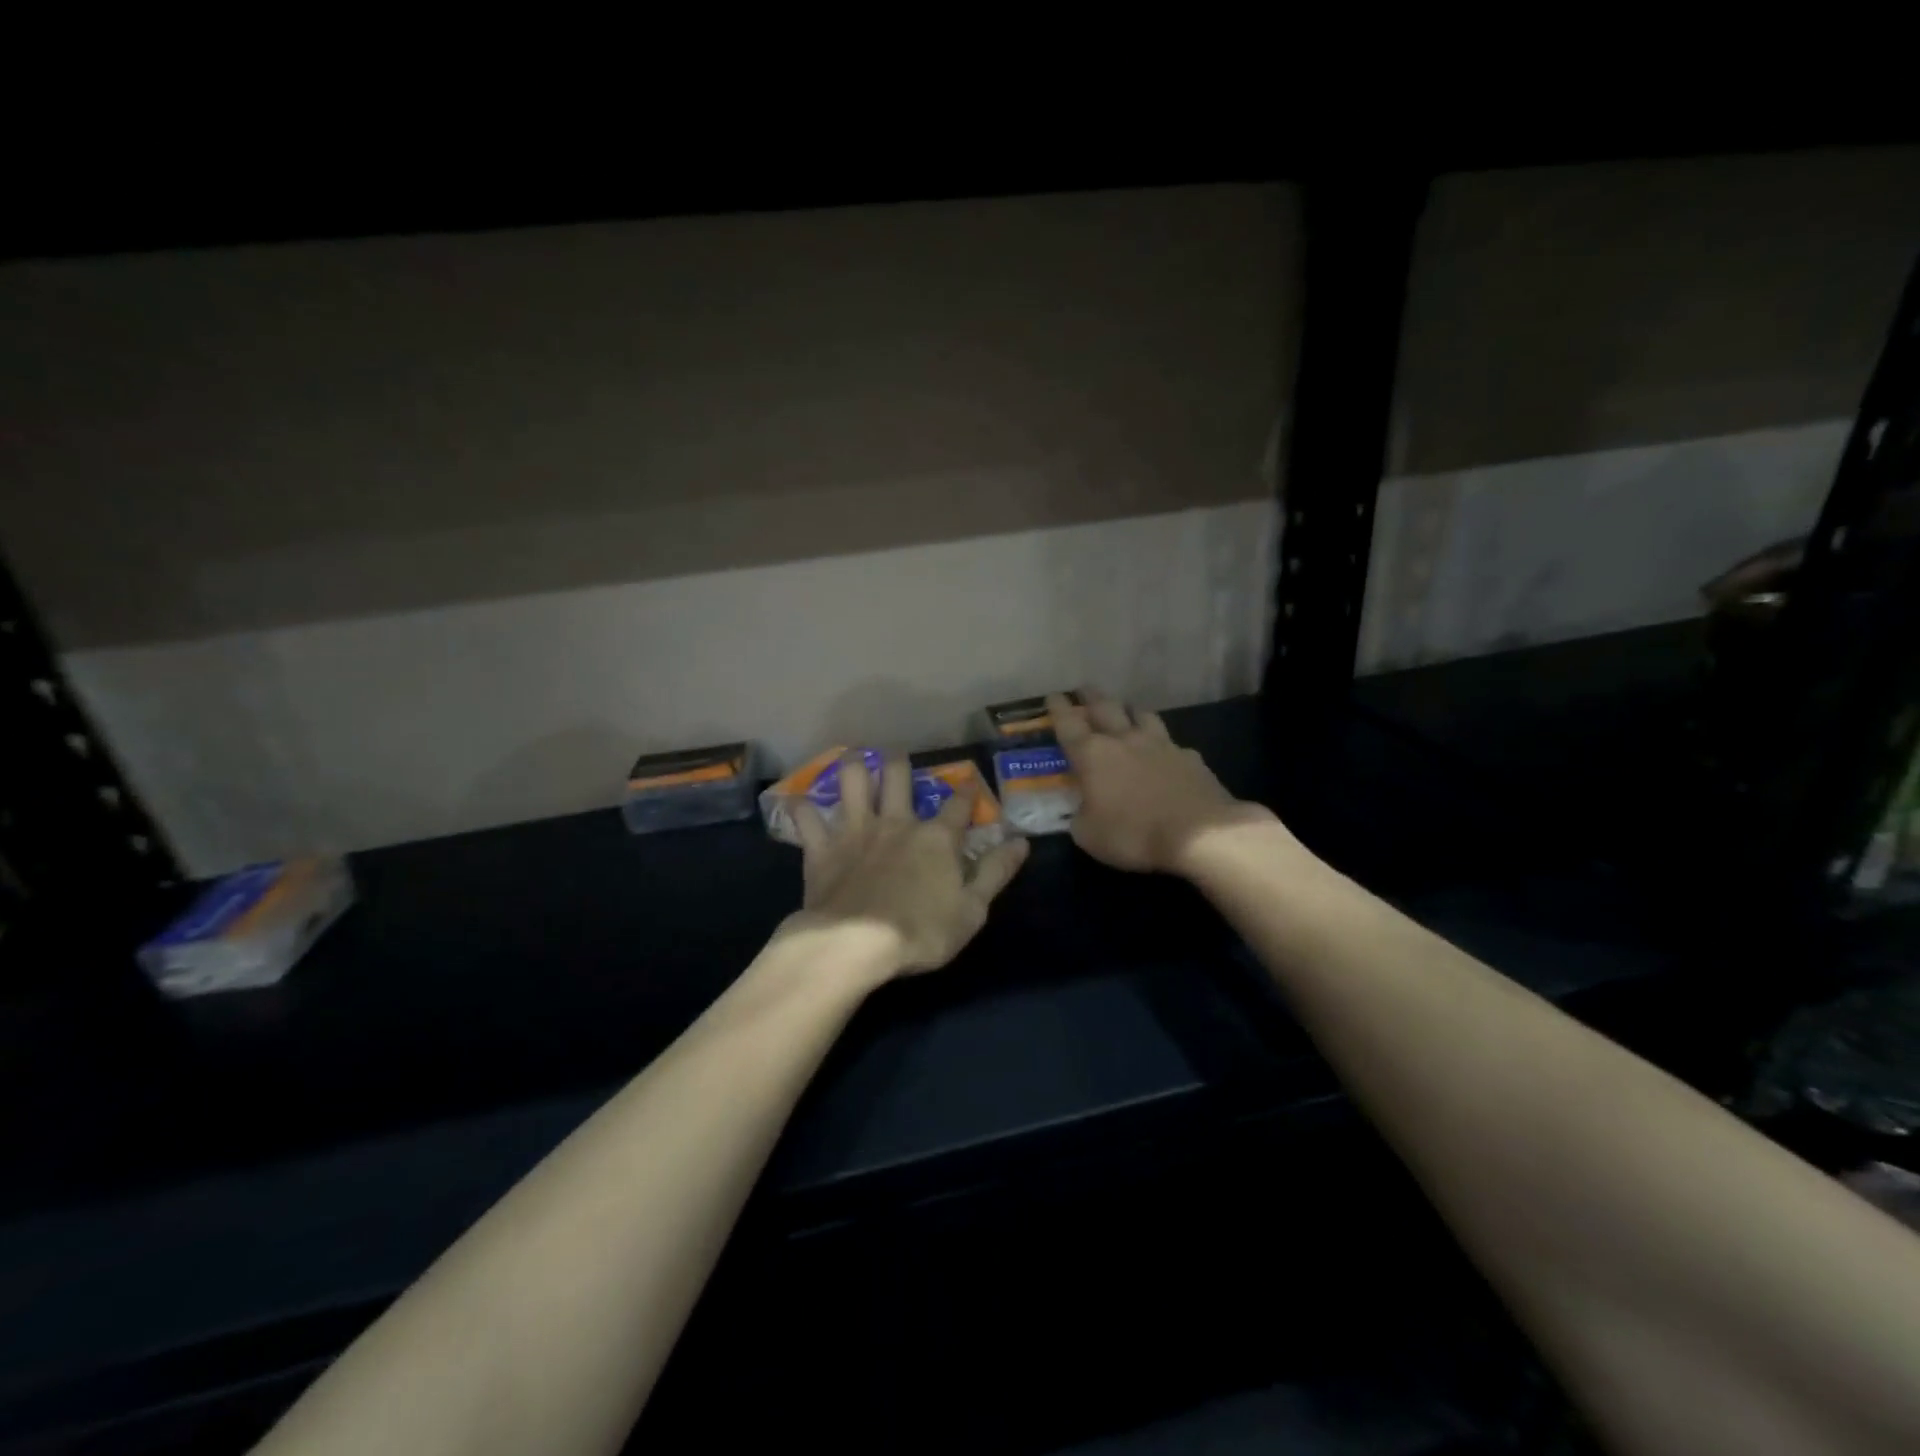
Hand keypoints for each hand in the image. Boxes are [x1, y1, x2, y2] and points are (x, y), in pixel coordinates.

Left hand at [783, 751, 1030, 977]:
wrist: (856, 944)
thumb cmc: (921, 931)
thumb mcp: (972, 909)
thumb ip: (996, 872)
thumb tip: (1022, 841)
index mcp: (936, 838)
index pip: (959, 806)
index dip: (967, 791)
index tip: (970, 781)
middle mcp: (896, 823)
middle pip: (899, 778)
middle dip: (899, 763)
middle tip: (897, 755)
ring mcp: (856, 831)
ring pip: (853, 783)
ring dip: (853, 767)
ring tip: (854, 759)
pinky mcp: (822, 849)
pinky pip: (807, 819)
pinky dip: (802, 809)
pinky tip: (799, 801)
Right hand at [1048, 689, 1272, 874]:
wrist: (1200, 833)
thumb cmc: (1133, 834)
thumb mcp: (1089, 836)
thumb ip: (1080, 818)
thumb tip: (1081, 812)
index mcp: (1092, 755)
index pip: (1069, 724)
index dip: (1059, 708)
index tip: (1053, 695)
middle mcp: (1124, 740)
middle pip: (1105, 707)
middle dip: (1091, 697)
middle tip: (1084, 689)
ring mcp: (1161, 745)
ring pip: (1142, 715)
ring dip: (1130, 710)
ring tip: (1126, 710)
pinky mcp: (1189, 757)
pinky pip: (1171, 743)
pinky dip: (1162, 744)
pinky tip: (1164, 752)